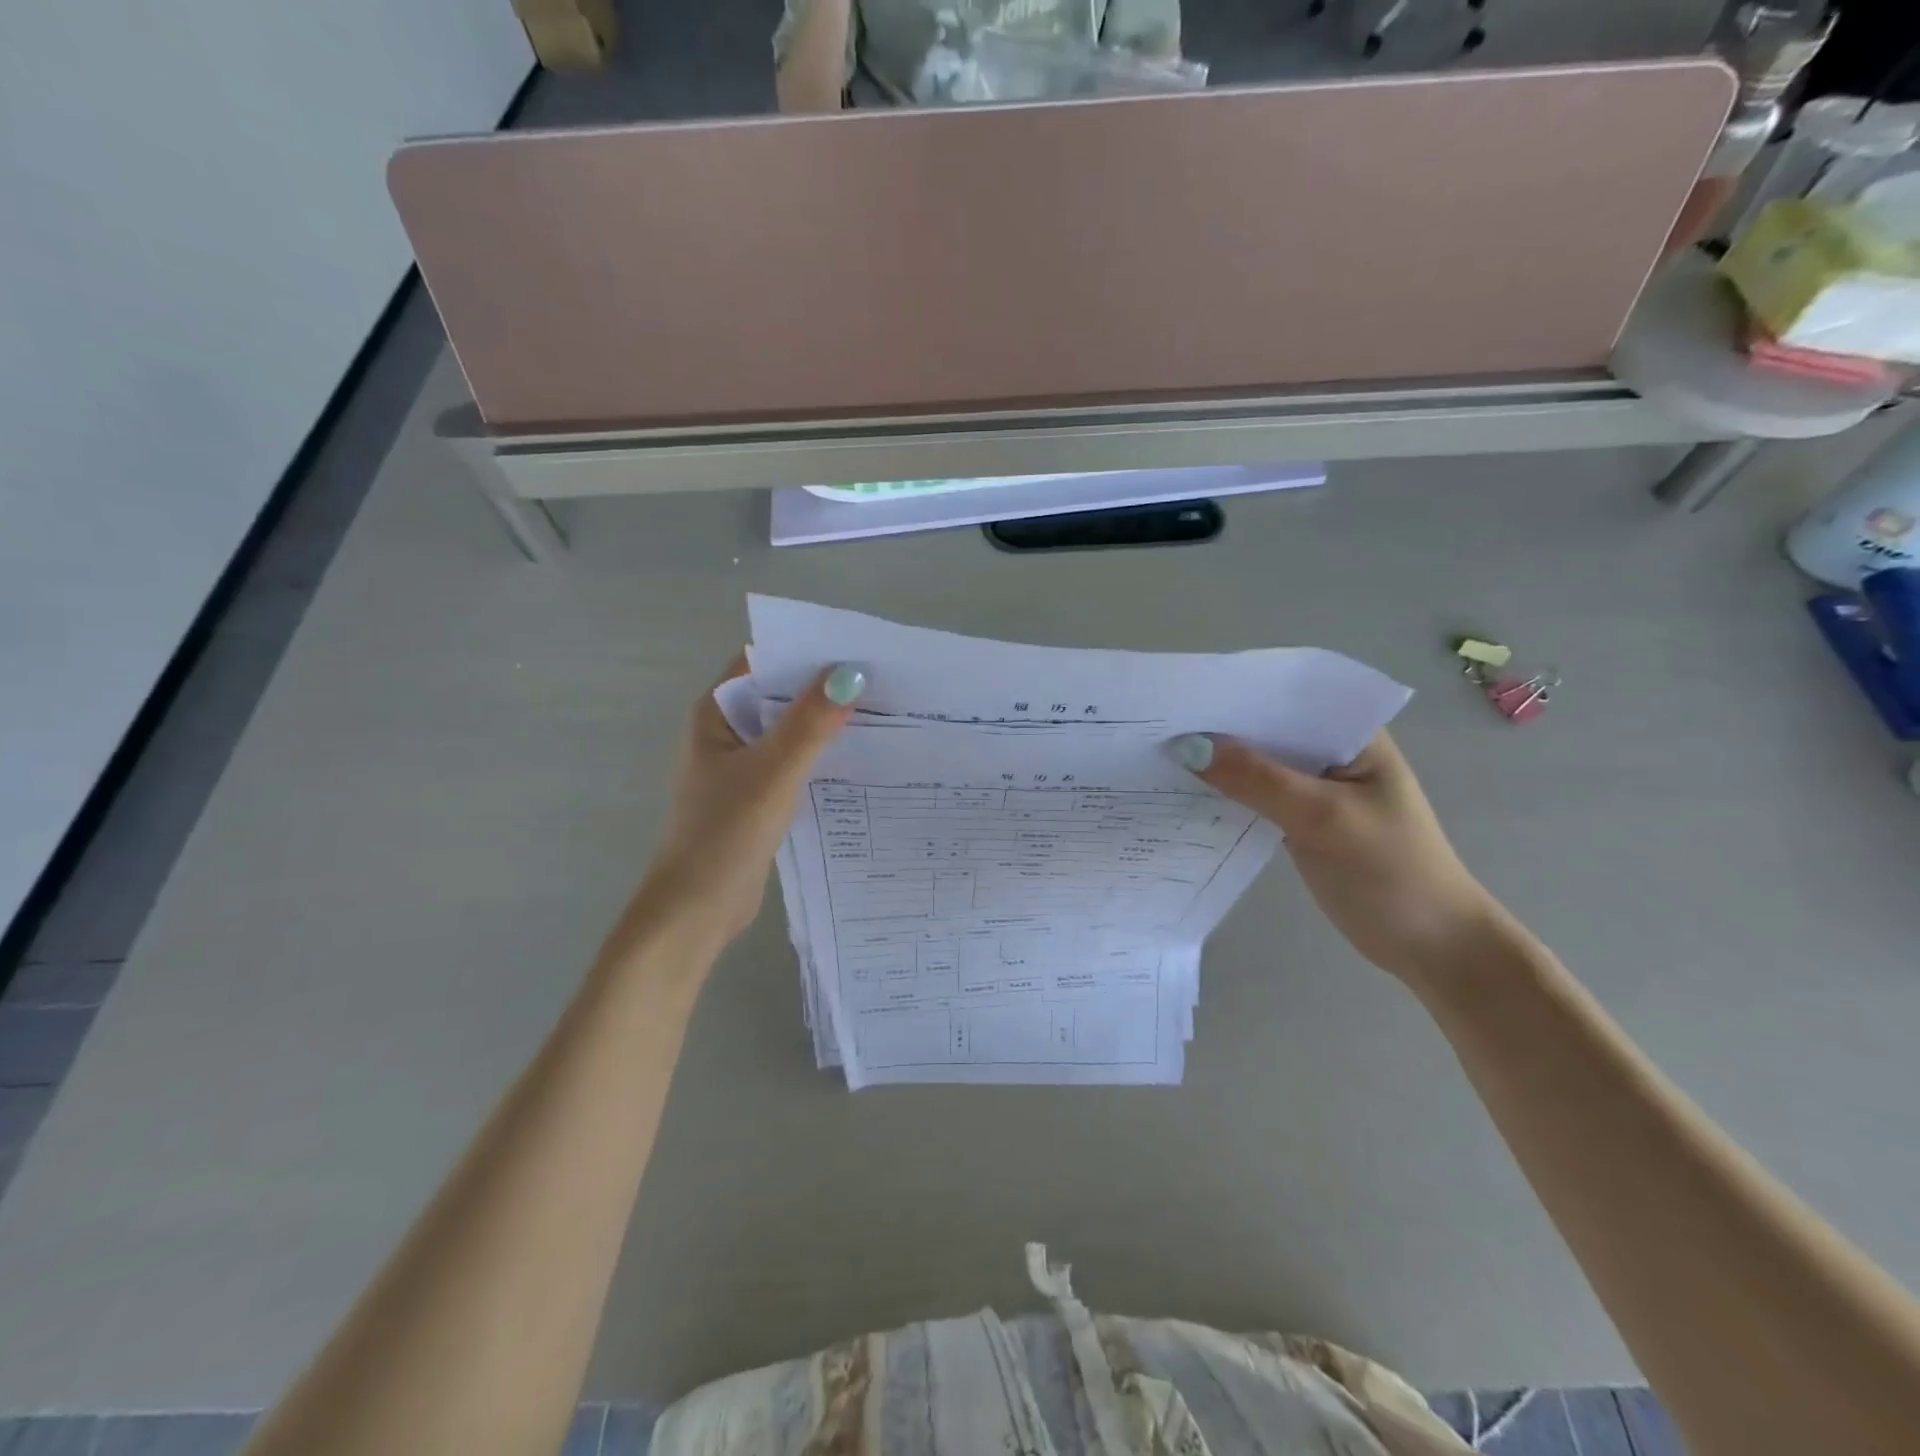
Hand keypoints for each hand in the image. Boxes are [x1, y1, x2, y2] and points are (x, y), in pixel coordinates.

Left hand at [636, 656, 864, 945]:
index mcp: (716, 714)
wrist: (699, 908)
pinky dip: (822, 758)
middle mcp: (727, 733)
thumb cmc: (726, 831)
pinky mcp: (759, 797)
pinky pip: (795, 764)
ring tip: (881, 715)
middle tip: (881, 682)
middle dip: (824, 689)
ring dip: (826, 725)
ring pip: (790, 733)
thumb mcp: (773, 771)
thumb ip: (810, 723)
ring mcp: (742, 767)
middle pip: (780, 696)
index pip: (761, 662)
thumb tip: (851, 674)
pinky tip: (860, 760)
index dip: (804, 652)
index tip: (854, 649)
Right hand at [1173, 730, 1502, 979]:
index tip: (1183, 697)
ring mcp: (1314, 788)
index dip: (1236, 694)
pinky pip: (1254, 795)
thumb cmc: (1392, 872)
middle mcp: (1330, 752)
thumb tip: (1188, 747)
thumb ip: (1258, 780)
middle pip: (1266, 730)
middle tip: (1157, 726)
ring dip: (1218, 763)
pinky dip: (1226, 794)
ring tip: (1159, 753)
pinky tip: (1185, 792)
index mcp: (1352, 734)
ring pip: (1256, 764)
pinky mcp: (1298, 819)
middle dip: (1218, 729)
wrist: (1429, 946)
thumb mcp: (1323, 818)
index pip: (1287, 698)